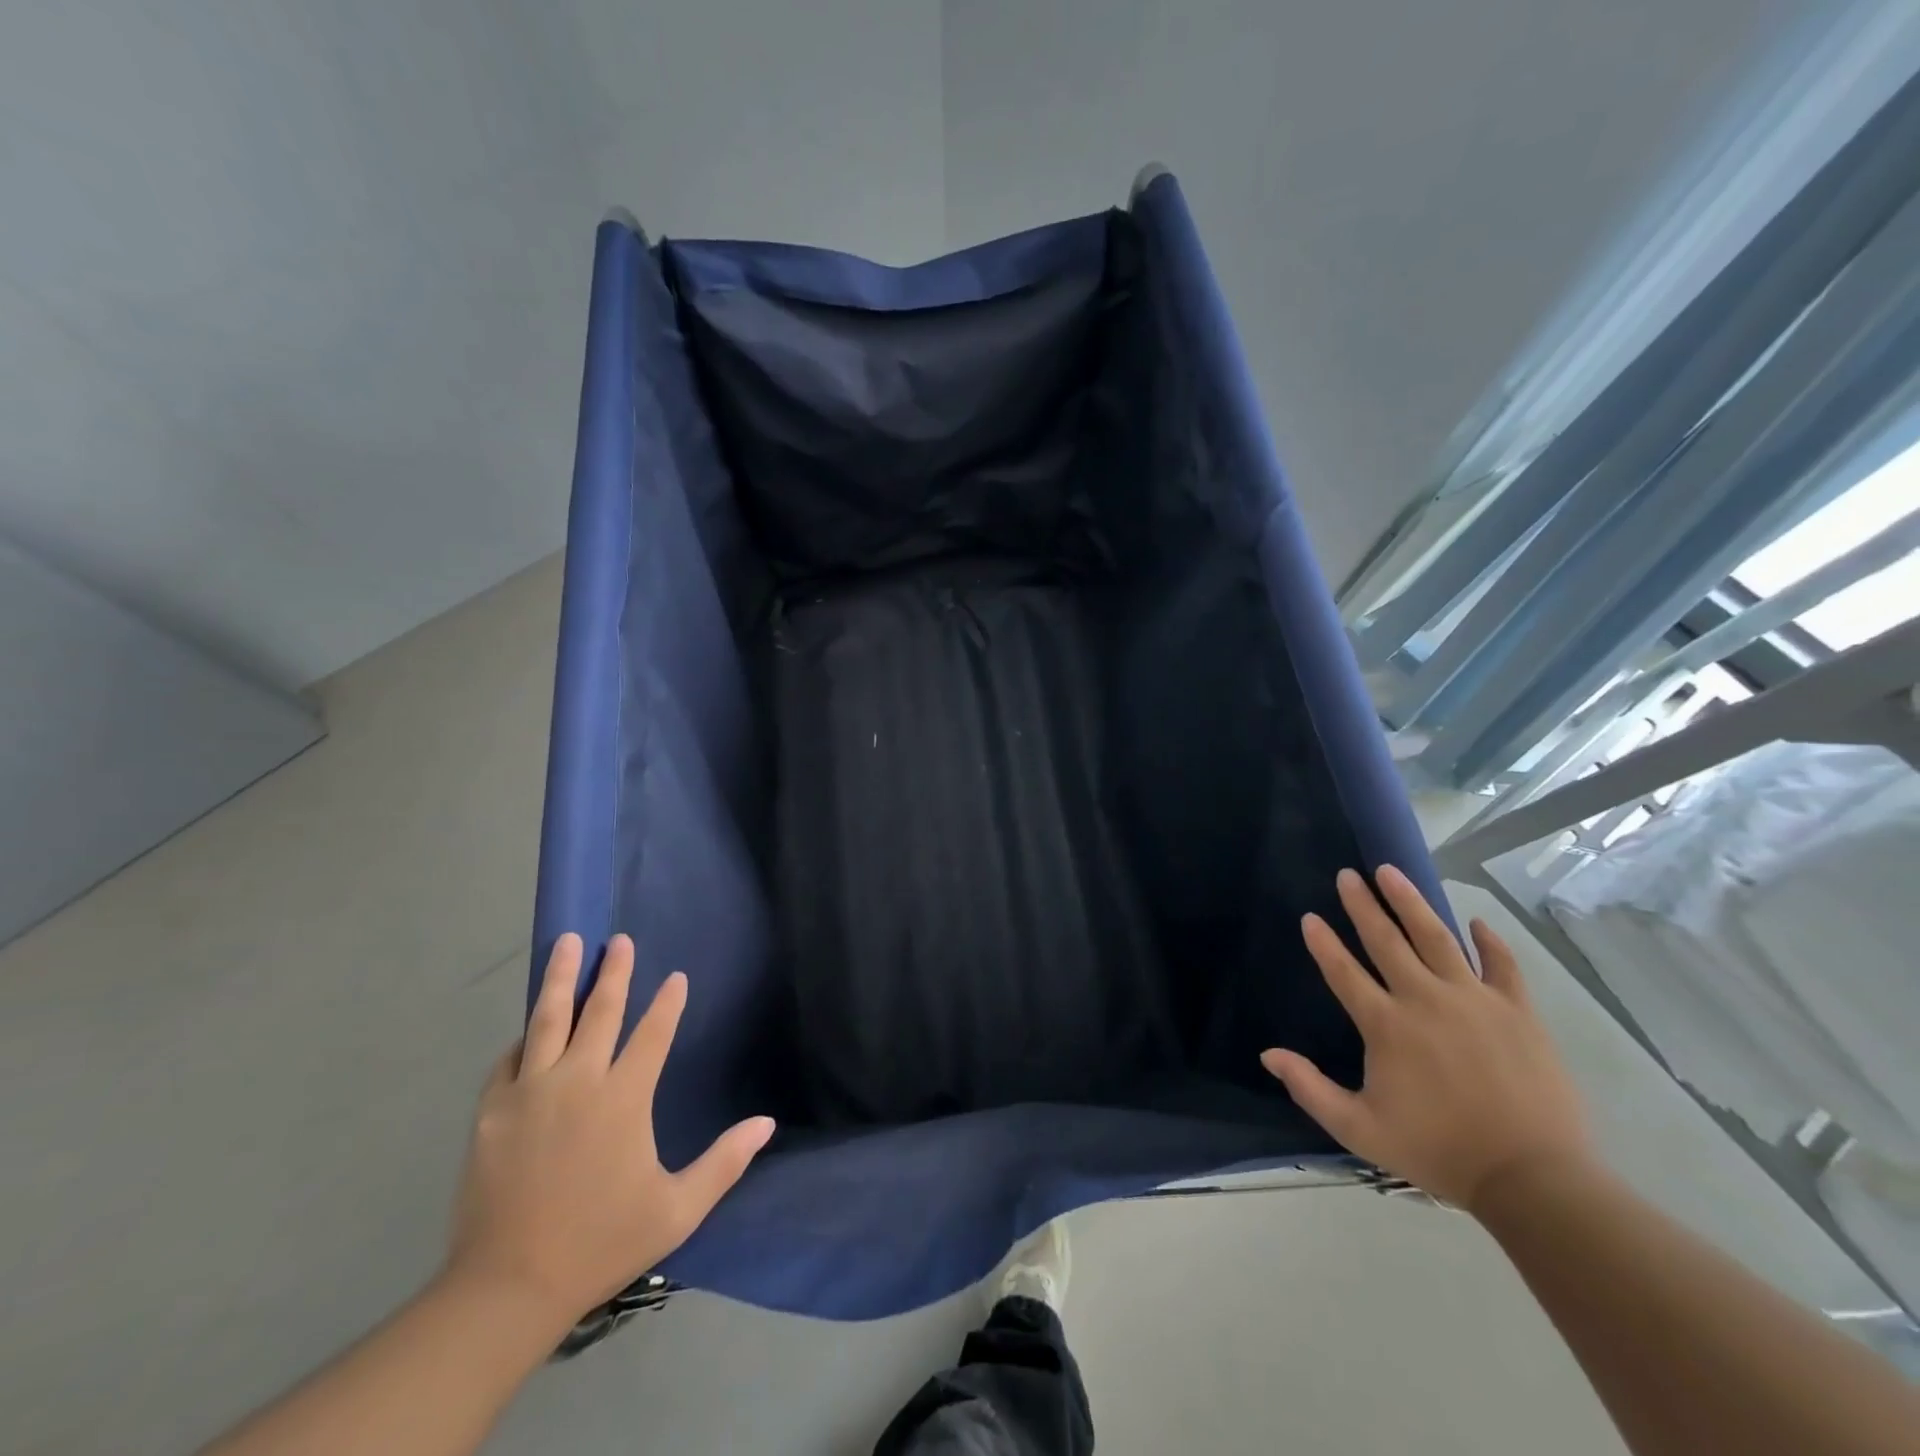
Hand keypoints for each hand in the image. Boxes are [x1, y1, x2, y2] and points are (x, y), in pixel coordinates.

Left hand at [446, 933, 774, 1322]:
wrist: (507, 1289)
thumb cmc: (601, 1243)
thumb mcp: (677, 1210)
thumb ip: (724, 1162)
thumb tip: (767, 1123)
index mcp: (623, 1099)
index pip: (652, 1034)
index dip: (667, 1004)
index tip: (677, 977)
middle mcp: (577, 1082)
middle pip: (600, 1012)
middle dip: (615, 972)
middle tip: (620, 941)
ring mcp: (529, 1093)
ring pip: (548, 1020)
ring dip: (562, 979)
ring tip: (568, 943)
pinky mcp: (491, 1113)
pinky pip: (509, 1060)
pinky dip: (523, 1037)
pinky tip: (530, 1026)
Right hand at [1261, 866, 1589, 1212]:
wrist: (1533, 1179)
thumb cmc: (1438, 1151)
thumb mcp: (1360, 1130)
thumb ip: (1310, 1089)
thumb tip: (1268, 1054)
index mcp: (1386, 1026)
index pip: (1344, 971)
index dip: (1323, 943)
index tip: (1310, 917)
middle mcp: (1425, 1000)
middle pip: (1386, 941)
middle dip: (1363, 904)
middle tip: (1348, 875)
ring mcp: (1475, 1001)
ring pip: (1437, 938)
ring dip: (1411, 902)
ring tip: (1392, 872)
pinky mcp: (1517, 1011)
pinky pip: (1502, 965)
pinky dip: (1489, 942)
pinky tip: (1476, 922)